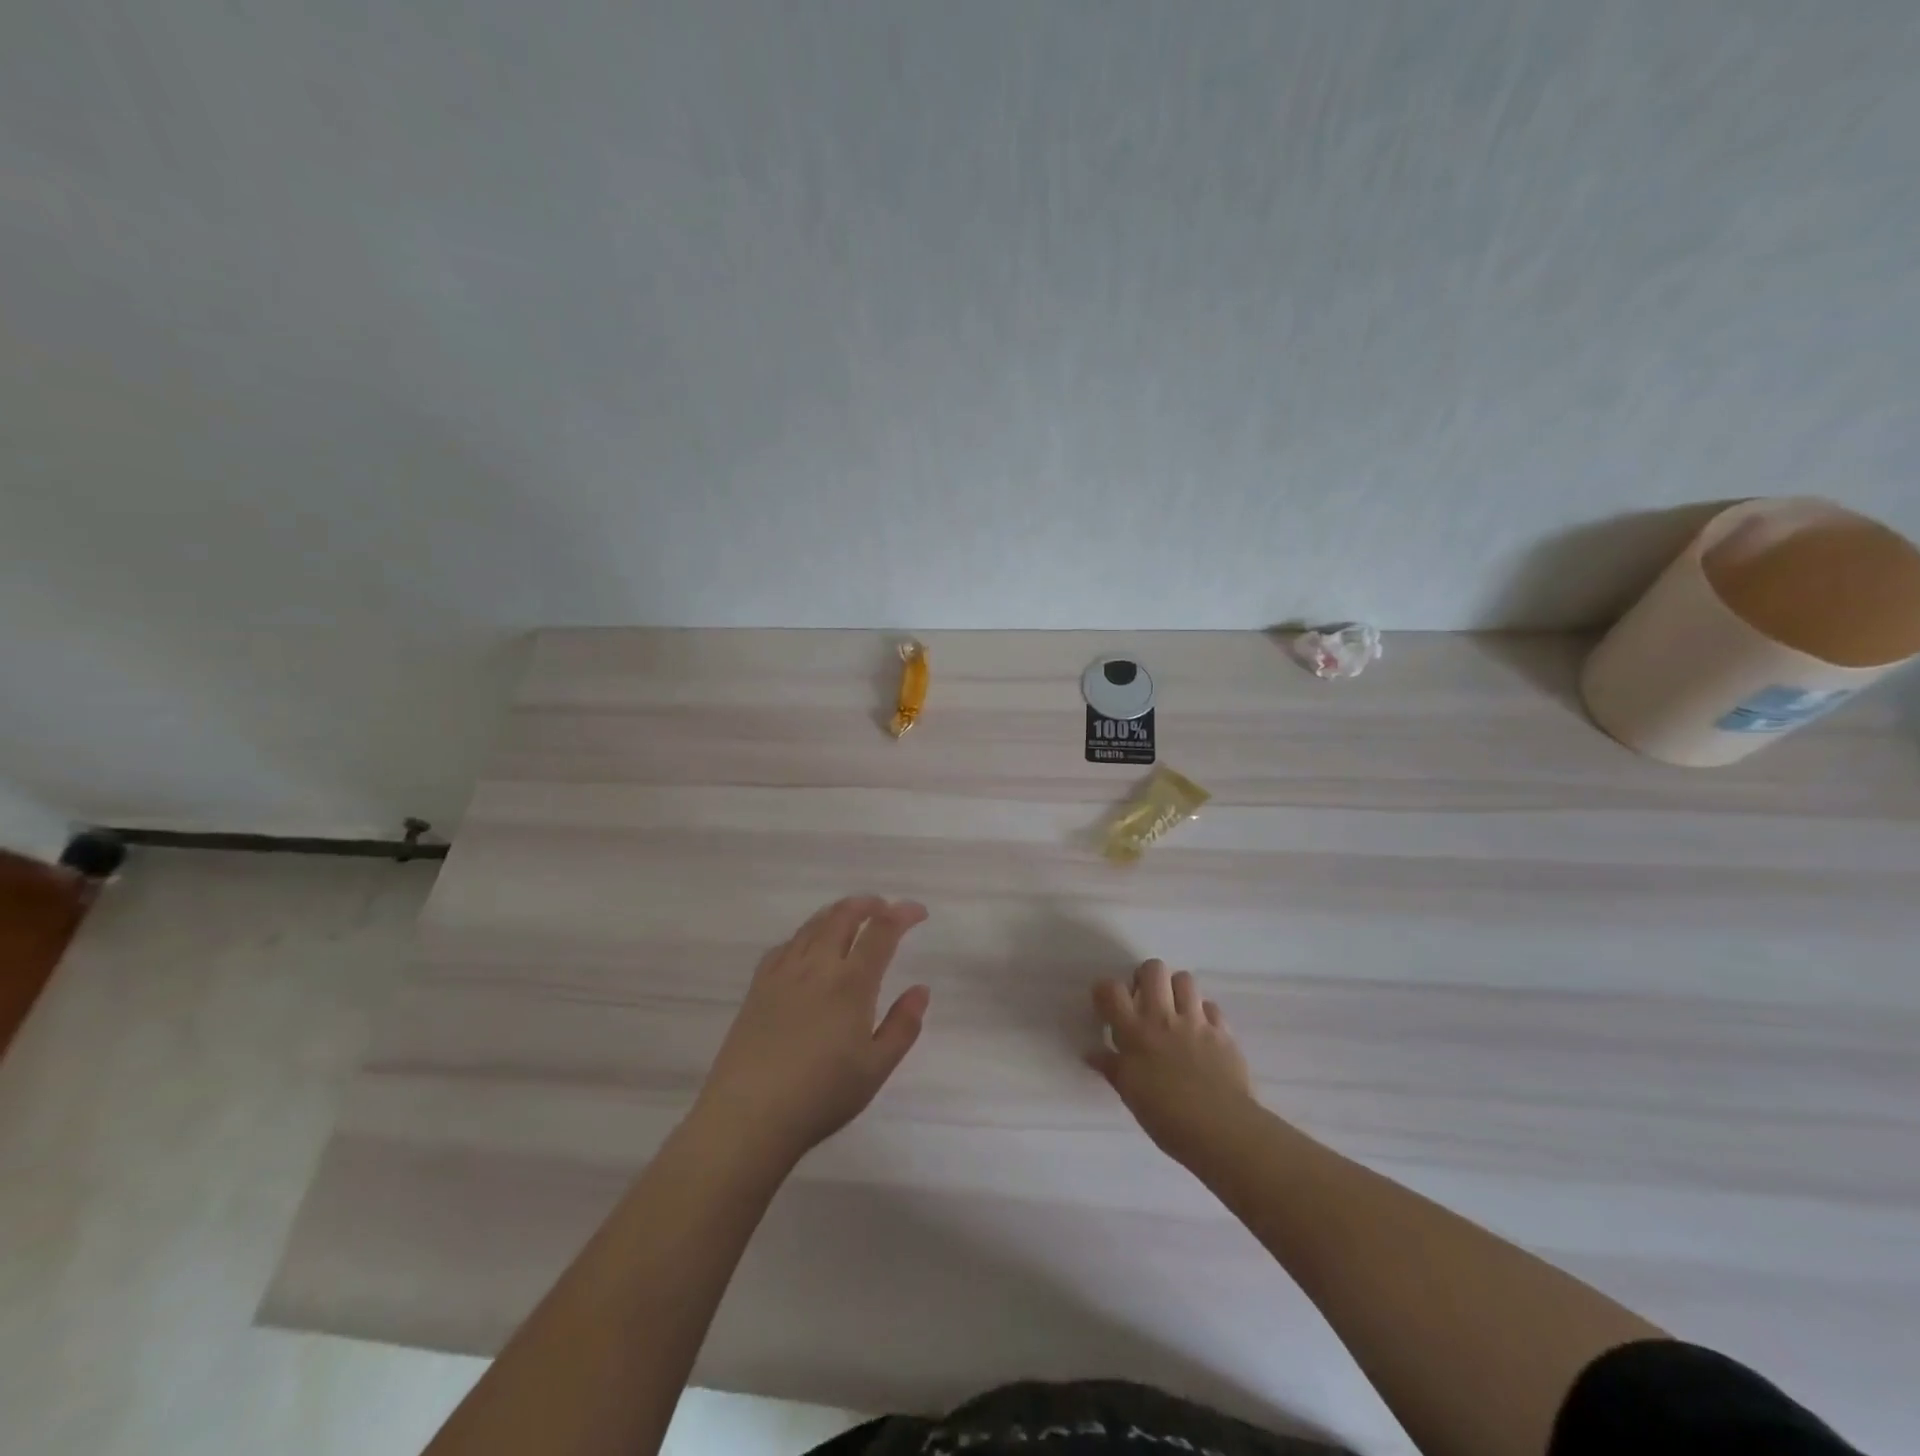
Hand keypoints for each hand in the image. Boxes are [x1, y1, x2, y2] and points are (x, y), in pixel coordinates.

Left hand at [693, 896, 930, 1163]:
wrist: (749, 1115)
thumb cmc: (822, 1095)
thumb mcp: (876, 1068)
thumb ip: (903, 1025)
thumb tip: (921, 990)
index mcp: (851, 983)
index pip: (882, 931)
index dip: (903, 914)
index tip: (918, 911)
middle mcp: (817, 966)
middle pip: (843, 916)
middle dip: (868, 904)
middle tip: (884, 907)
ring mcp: (783, 973)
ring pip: (813, 925)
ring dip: (837, 912)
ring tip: (850, 916)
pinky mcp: (758, 986)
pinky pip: (785, 945)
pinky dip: (805, 934)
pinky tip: (807, 947)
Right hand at [1089, 959, 1254, 1161]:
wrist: (1221, 1130)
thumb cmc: (1167, 1117)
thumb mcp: (1130, 1094)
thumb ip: (1112, 1068)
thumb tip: (1092, 1054)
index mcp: (1135, 1033)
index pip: (1112, 990)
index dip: (1105, 990)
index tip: (1107, 1004)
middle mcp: (1164, 1017)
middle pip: (1153, 969)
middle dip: (1145, 977)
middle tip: (1144, 999)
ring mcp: (1196, 1021)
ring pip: (1185, 979)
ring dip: (1176, 989)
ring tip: (1174, 1010)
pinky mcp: (1223, 1032)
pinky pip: (1211, 1007)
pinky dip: (1204, 1014)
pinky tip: (1201, 1032)